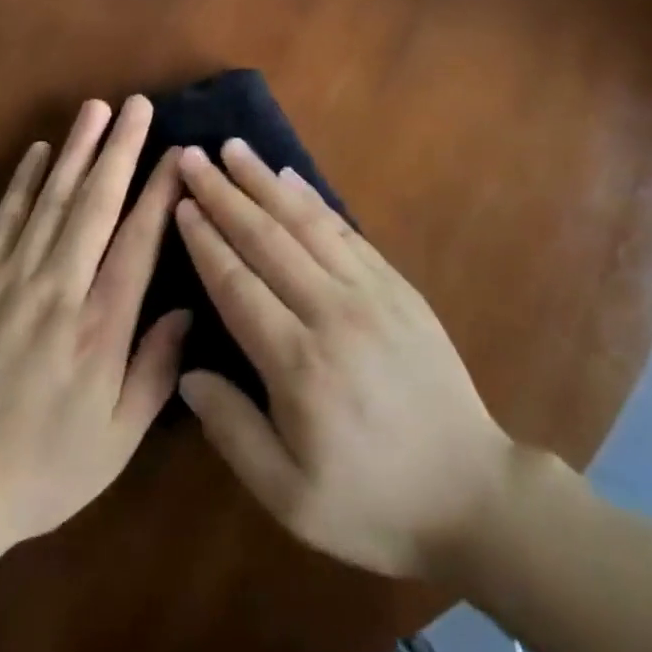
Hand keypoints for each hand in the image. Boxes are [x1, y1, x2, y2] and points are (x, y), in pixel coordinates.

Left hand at [0, 96, 189, 555]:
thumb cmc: (40, 470)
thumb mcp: (116, 441)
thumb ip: (156, 371)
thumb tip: (186, 307)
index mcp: (100, 326)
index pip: (138, 240)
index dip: (159, 190)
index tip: (176, 151)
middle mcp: (59, 288)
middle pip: (95, 203)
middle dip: (119, 148)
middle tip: (137, 104)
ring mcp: (10, 279)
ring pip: (50, 199)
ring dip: (75, 150)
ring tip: (94, 109)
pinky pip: (4, 220)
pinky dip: (22, 181)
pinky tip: (36, 151)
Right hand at [172, 141, 518, 580]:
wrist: (470, 492)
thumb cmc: (373, 502)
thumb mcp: (290, 497)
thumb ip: (233, 430)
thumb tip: (188, 372)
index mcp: (299, 364)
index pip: (237, 284)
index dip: (205, 240)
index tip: (181, 202)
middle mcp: (332, 312)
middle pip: (266, 239)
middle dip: (224, 193)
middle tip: (192, 156)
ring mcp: (370, 292)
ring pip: (306, 223)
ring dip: (265, 181)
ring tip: (233, 149)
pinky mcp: (397, 285)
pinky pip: (346, 230)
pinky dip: (313, 200)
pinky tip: (290, 176)